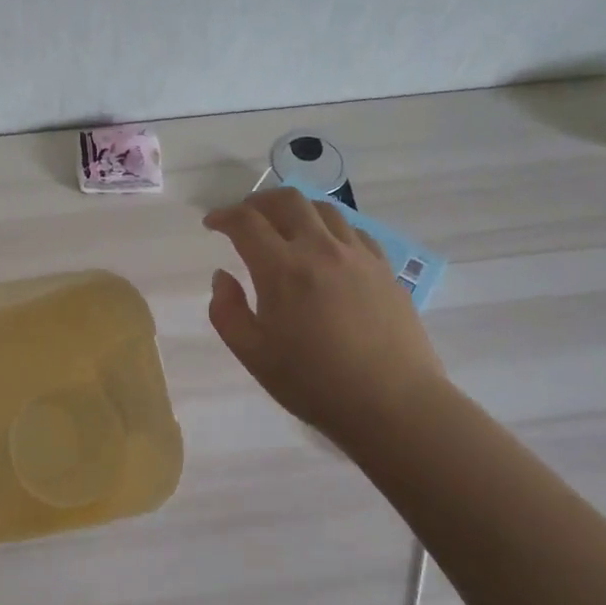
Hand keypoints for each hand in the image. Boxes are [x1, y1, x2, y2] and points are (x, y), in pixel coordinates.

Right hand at [203, 187, 442, 441]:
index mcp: (282, 269)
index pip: (246, 222)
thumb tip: (222, 277)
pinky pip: (353, 231)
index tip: (212, 224)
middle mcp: (320, 249)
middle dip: (258, 201)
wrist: (393, 404)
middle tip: (245, 218)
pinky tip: (326, 249)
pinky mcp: (384, 268)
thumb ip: (227, 312)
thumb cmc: (314, 384)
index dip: (223, 216)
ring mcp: (358, 255)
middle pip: (287, 200)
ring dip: (296, 210)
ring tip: (285, 228)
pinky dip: (329, 228)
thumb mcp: (253, 356)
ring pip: (323, 209)